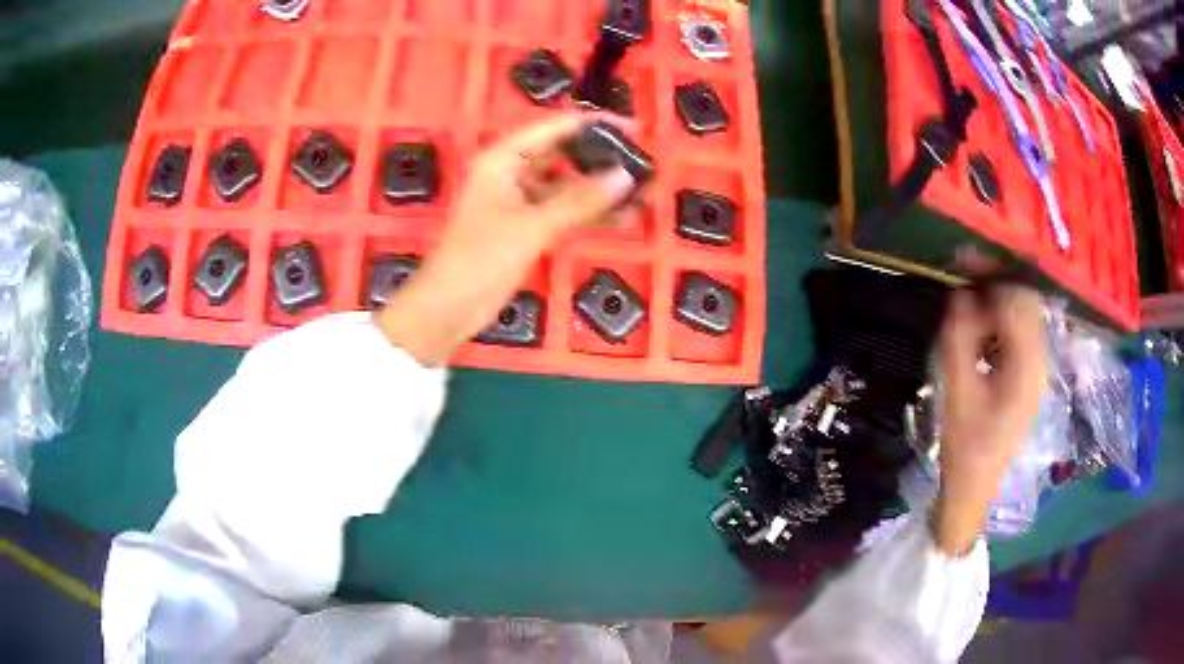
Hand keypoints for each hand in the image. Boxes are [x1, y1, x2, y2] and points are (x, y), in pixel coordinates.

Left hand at [375, 113, 639, 365]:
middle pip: (564, 154)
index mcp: (503, 159)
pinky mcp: (528, 227)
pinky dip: (590, 214)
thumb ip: (579, 200)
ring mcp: (521, 201)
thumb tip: (624, 177)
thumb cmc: (481, 258)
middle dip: (601, 158)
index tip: (633, 129)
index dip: (595, 125)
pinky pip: (565, 212)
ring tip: (642, 190)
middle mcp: (512, 173)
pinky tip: (623, 216)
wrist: (450, 307)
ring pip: (568, 186)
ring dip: (600, 189)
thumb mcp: (532, 226)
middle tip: (642, 163)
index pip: (555, 128)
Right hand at [931, 286, 1046, 554]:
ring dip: (999, 299)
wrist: (975, 490)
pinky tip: (982, 329)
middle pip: (1026, 302)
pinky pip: (1021, 335)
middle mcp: (1040, 362)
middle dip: (996, 280)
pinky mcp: (1030, 379)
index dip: (992, 273)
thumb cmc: (966, 446)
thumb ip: (960, 338)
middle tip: (964, 270)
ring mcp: (1038, 371)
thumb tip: (961, 293)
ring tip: (969, 298)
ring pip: (1025, 316)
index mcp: (1028, 366)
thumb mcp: (957, 392)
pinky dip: (1002, 321)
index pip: (1019, 300)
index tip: (962, 259)